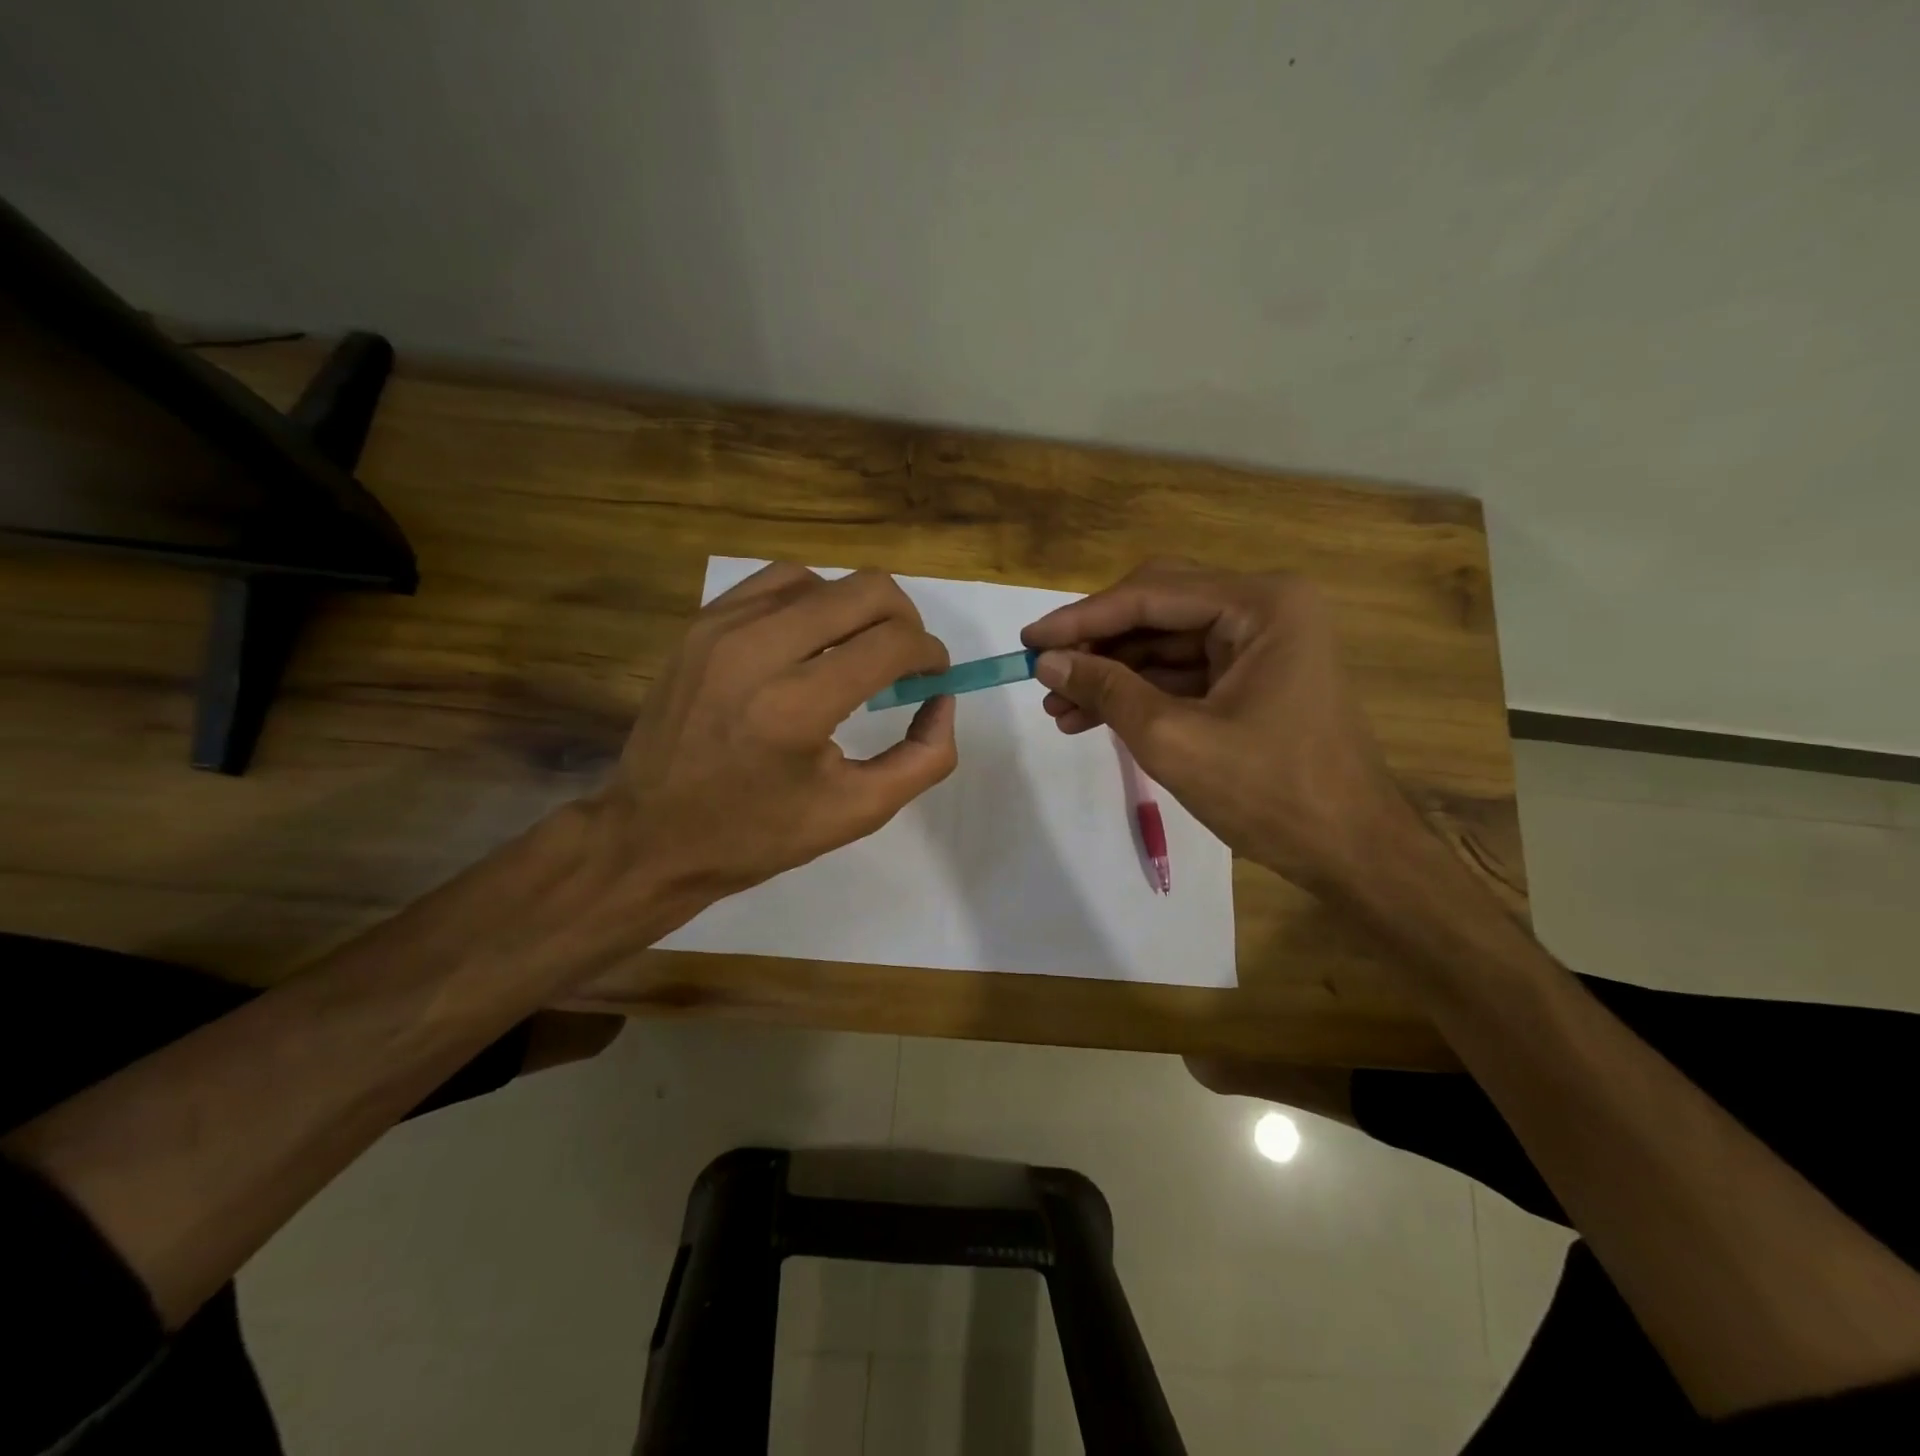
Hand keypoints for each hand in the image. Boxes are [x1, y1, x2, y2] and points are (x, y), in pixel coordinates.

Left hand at [588, 562, 957, 907]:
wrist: (652, 834)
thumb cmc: (758, 834)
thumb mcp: (857, 812)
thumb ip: (923, 757)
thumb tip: (942, 699)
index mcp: (798, 707)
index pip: (893, 643)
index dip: (930, 654)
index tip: (934, 676)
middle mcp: (758, 650)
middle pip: (866, 590)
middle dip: (906, 620)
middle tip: (905, 661)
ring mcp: (722, 628)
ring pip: (823, 579)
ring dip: (856, 608)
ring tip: (856, 650)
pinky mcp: (700, 623)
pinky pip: (775, 583)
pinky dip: (811, 601)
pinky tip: (811, 640)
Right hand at [1020, 559, 1416, 897]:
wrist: (1352, 852)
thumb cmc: (1271, 793)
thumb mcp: (1174, 740)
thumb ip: (1107, 691)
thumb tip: (1046, 661)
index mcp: (1262, 604)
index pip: (1152, 594)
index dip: (1082, 618)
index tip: (1027, 639)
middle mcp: (1265, 608)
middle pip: (1158, 608)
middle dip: (1097, 644)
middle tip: (1043, 670)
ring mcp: (1262, 642)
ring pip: (1166, 643)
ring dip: (1112, 673)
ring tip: (1057, 707)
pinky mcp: (1254, 676)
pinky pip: (1184, 672)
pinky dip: (1140, 692)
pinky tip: (1092, 717)